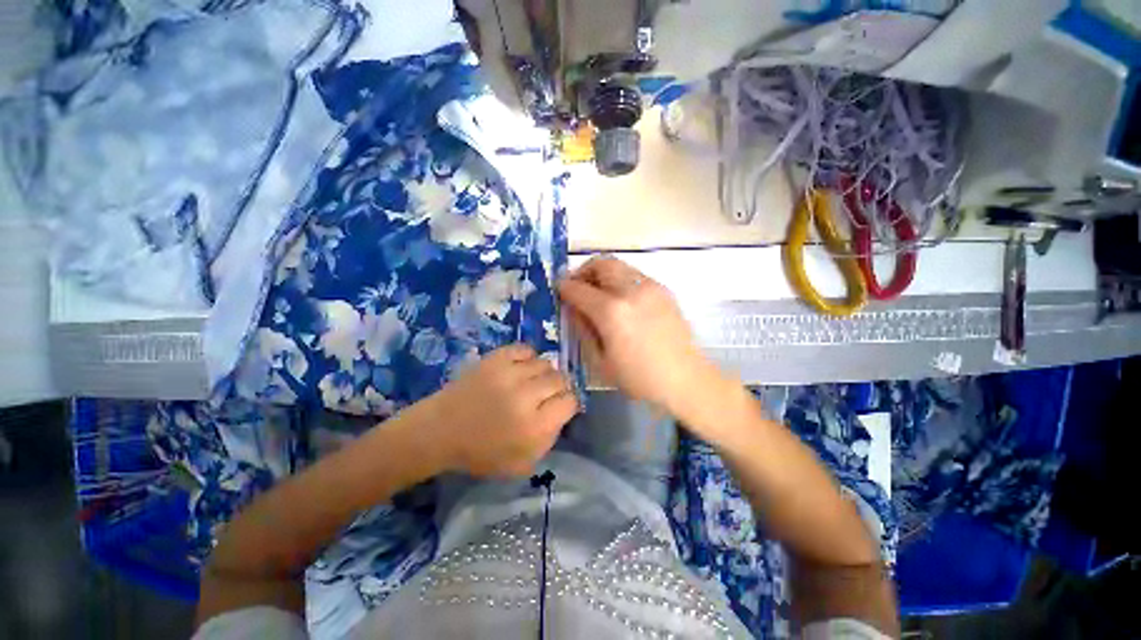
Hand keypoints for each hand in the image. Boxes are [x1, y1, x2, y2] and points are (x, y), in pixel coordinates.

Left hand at [426, 344, 576, 476]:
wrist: (440, 430)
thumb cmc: (480, 453)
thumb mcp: (521, 464)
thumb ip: (549, 440)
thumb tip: (562, 414)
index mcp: (534, 427)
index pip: (570, 402)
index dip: (567, 405)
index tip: (558, 407)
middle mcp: (526, 397)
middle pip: (560, 380)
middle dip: (557, 388)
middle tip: (545, 395)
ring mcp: (509, 374)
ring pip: (545, 363)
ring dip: (543, 373)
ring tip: (531, 381)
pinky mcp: (495, 359)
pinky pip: (525, 349)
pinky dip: (528, 358)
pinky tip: (521, 368)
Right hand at [557, 256, 716, 415]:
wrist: (686, 379)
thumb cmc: (639, 378)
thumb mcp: (600, 361)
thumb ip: (582, 329)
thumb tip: (573, 308)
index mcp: (612, 311)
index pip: (578, 289)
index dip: (564, 287)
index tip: (558, 289)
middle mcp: (631, 290)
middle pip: (601, 263)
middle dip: (583, 271)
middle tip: (577, 287)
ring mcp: (650, 287)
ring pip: (618, 265)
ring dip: (602, 274)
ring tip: (598, 293)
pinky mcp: (663, 290)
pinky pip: (634, 275)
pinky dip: (620, 280)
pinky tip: (621, 302)